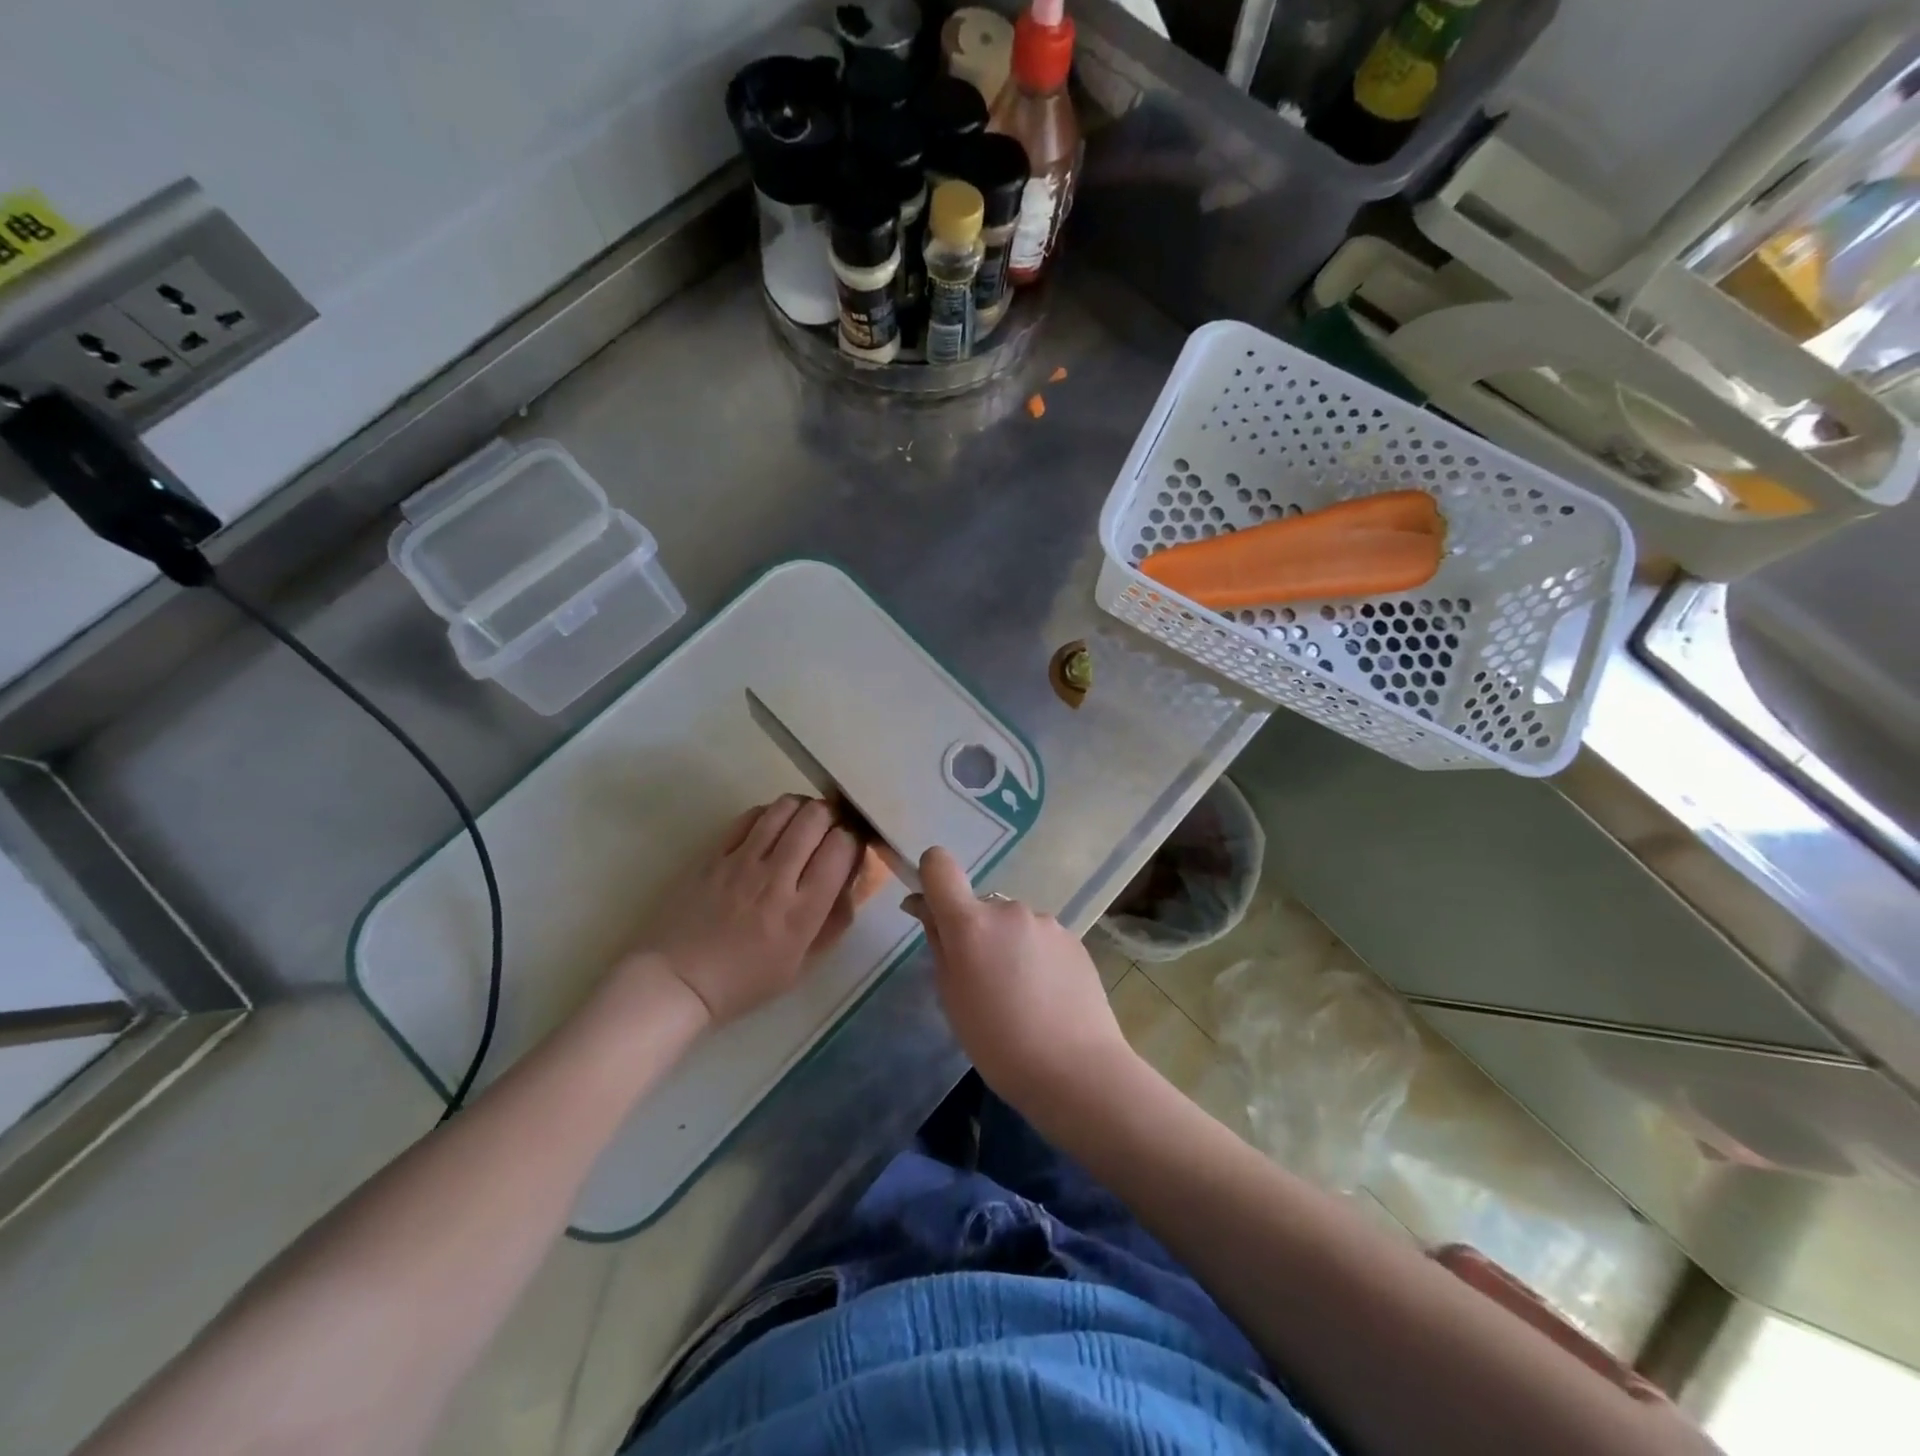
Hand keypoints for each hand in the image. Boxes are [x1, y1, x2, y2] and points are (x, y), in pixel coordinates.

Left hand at [627, 796, 862, 1024]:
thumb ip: (833, 922)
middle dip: (832, 816)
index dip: (852, 839)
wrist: (677, 981)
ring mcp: (742, 861)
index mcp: (802, 912)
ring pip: (784, 808)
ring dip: (802, 808)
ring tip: (803, 822)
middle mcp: (776, 878)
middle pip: (816, 818)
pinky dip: (769, 814)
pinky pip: (750, 816)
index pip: (841, 848)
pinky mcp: (714, 853)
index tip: (849, 849)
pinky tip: (771, 828)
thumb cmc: (744, 981)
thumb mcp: (802, 965)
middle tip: (829, 829)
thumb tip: (852, 882)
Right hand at [907, 846, 1135, 1105]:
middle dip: (975, 932)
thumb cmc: (998, 1043)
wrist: (1077, 1070)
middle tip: (982, 982)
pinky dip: (1035, 957)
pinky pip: (1040, 939)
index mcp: (970, 922)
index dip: (931, 876)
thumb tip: (923, 906)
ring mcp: (1045, 921)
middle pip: (979, 906)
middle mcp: (1008, 909)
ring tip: (1020, 996)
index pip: (939, 865)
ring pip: (1012, 924)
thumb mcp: (951, 997)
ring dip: (1008, 946)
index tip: (932, 908)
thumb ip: (937, 943)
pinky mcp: (1074, 938)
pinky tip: (1046, 997)